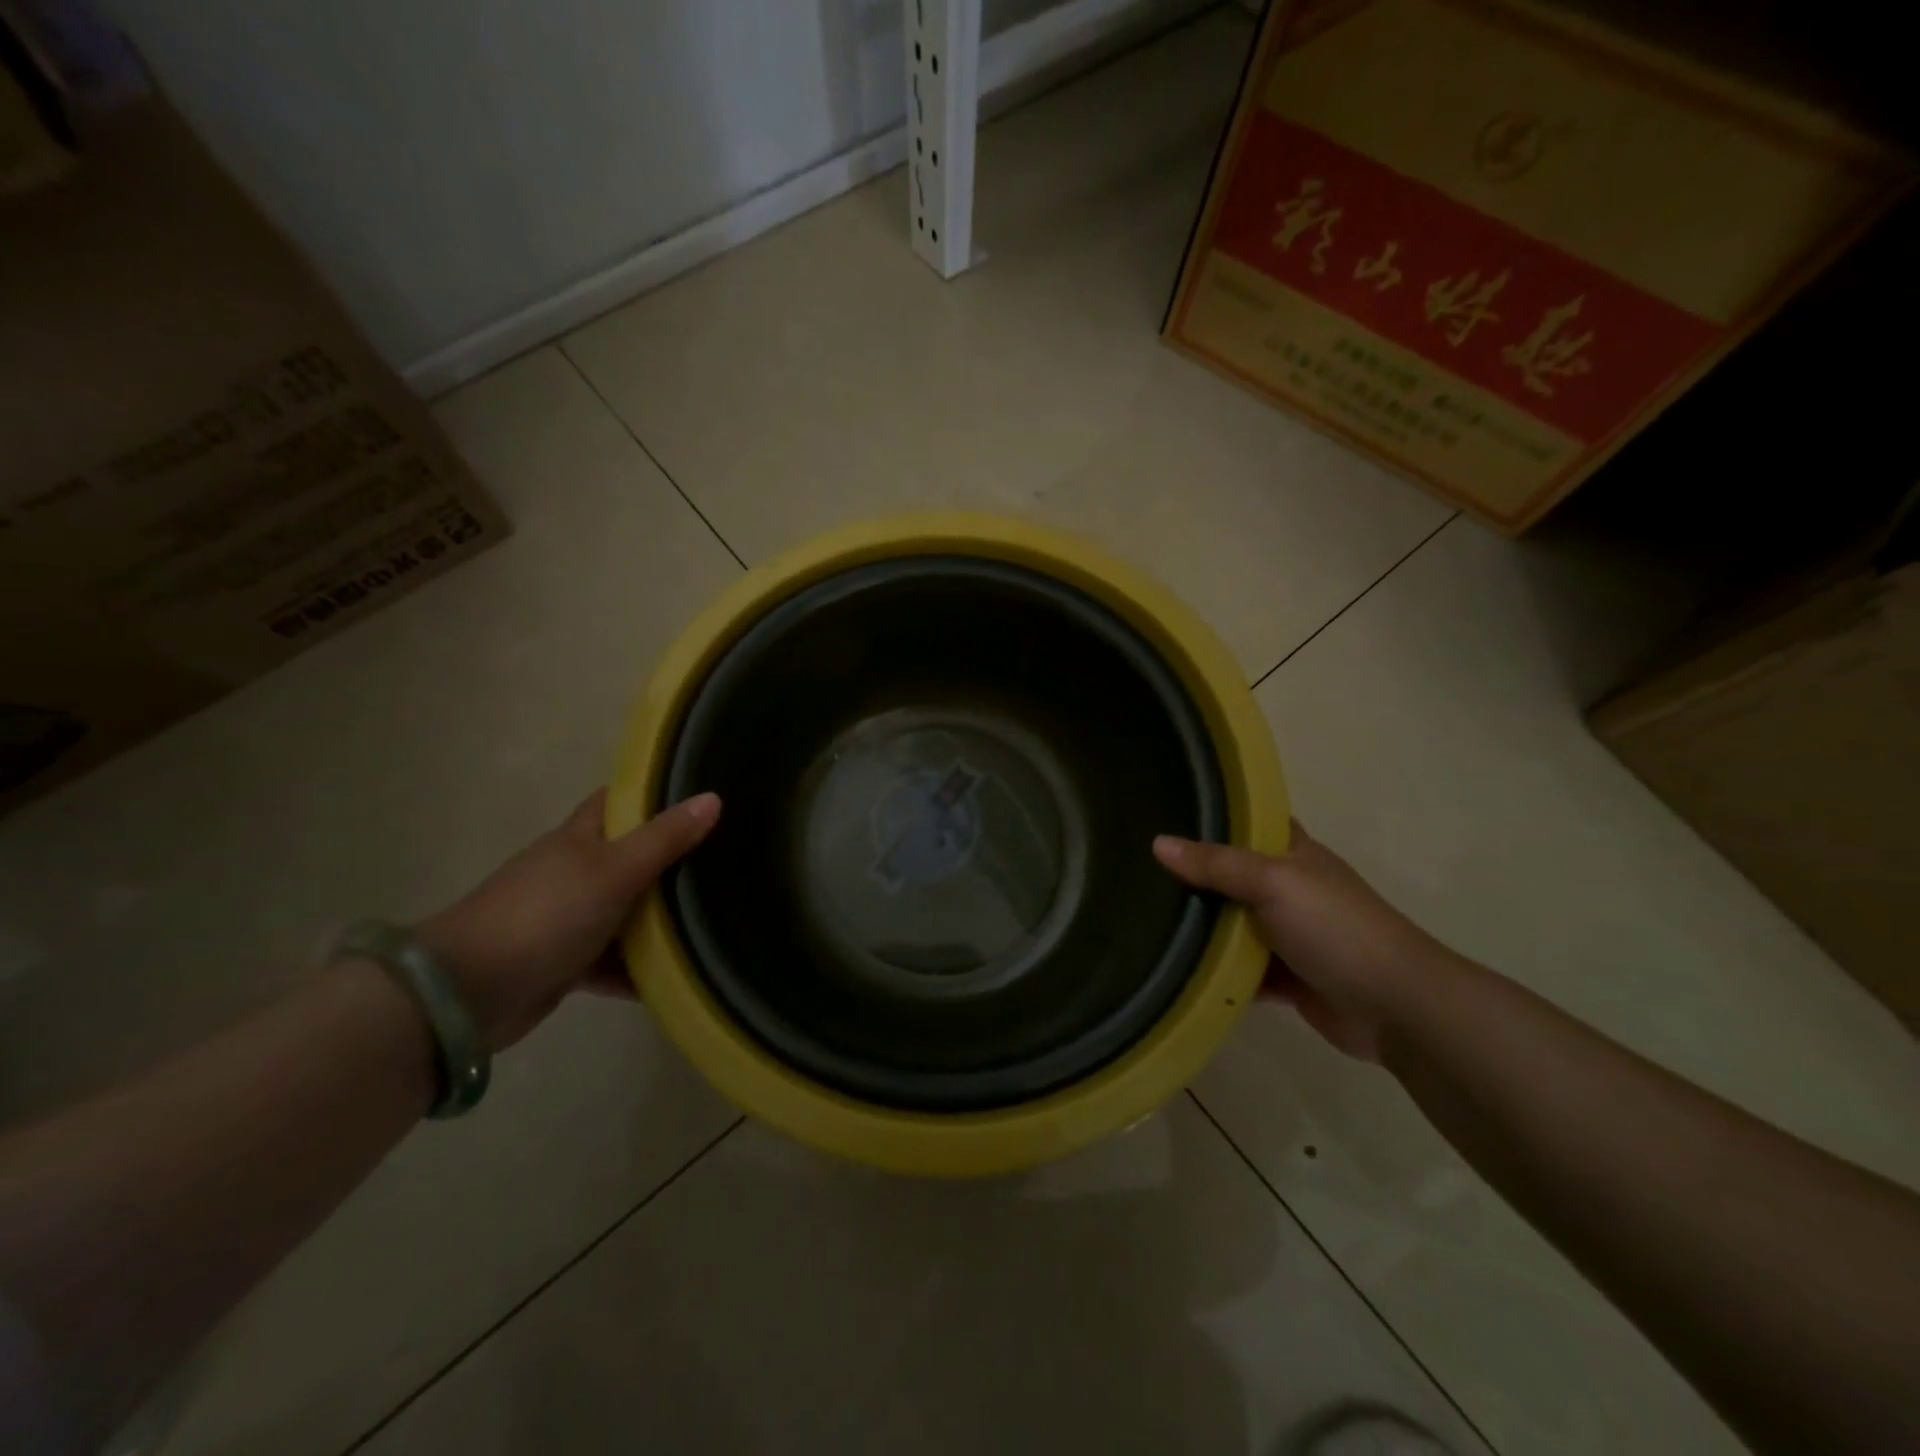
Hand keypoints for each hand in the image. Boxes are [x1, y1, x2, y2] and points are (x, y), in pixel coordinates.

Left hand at [418, 789, 720, 1050]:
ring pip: (626, 911)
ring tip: (715, 919)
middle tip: (727, 861)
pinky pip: (615, 960)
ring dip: (660, 920)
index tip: (702, 797)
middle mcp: (574, 872)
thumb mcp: (614, 870)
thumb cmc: (546, 914)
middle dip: (673, 860)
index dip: (657, 795)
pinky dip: (639, 968)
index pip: (621, 801)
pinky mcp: (566, 962)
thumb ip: (665, 838)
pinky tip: (678, 976)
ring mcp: (568, 918)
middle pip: (632, 857)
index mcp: (580, 838)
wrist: (468, 993)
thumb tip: (713, 798)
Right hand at [1153, 822, 1456, 1061]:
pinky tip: (1177, 968)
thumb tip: (1158, 842)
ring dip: (1202, 928)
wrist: (1395, 1007)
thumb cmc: (1335, 928)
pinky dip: (1217, 971)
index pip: (1251, 823)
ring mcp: (1288, 936)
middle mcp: (1289, 890)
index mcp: (1294, 855)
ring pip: (1233, 925)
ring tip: (1144, 917)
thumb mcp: (1273, 882)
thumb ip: (1216, 864)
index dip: (1216, 816)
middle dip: (1195, 875)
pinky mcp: (1286, 978)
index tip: (1168, 811)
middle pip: (1233, 876)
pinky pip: (1240, 970)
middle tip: (1139, 869)